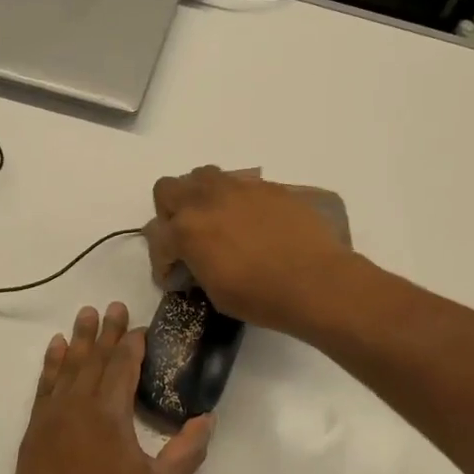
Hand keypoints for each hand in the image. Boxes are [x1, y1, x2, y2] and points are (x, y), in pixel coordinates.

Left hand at [8, 303, 213, 473]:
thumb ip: (187, 451)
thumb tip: (208, 419)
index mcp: (109, 415)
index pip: (122, 366)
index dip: (133, 343)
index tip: (141, 326)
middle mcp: (77, 406)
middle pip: (95, 359)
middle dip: (107, 331)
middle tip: (114, 305)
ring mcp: (51, 417)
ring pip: (68, 367)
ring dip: (79, 339)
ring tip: (86, 314)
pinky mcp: (34, 431)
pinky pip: (44, 387)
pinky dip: (51, 364)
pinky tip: (56, 348)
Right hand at [146, 166, 354, 331]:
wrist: (317, 282)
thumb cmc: (261, 297)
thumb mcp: (215, 292)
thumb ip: (196, 267)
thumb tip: (194, 261)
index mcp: (187, 230)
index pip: (156, 238)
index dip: (161, 262)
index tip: (173, 276)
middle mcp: (206, 200)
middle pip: (168, 189)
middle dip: (169, 213)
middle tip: (185, 237)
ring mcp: (239, 188)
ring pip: (203, 176)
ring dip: (200, 196)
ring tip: (215, 220)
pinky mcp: (268, 187)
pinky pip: (240, 184)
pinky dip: (236, 200)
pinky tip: (252, 223)